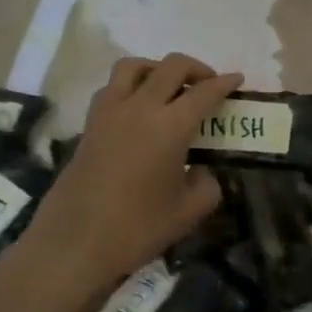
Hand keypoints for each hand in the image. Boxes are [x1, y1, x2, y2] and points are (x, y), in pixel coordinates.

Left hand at [20, 53, 242, 293]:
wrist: (73, 245)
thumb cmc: (137, 228)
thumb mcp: (189, 211)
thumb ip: (207, 185)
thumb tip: (202, 173)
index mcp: (171, 126)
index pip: (205, 92)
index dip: (226, 83)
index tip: (238, 79)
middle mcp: (140, 108)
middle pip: (172, 66)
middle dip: (196, 68)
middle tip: (209, 84)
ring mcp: (109, 112)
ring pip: (134, 66)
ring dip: (158, 68)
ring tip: (169, 88)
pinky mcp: (89, 124)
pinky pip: (112, 88)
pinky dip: (131, 86)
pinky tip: (139, 110)